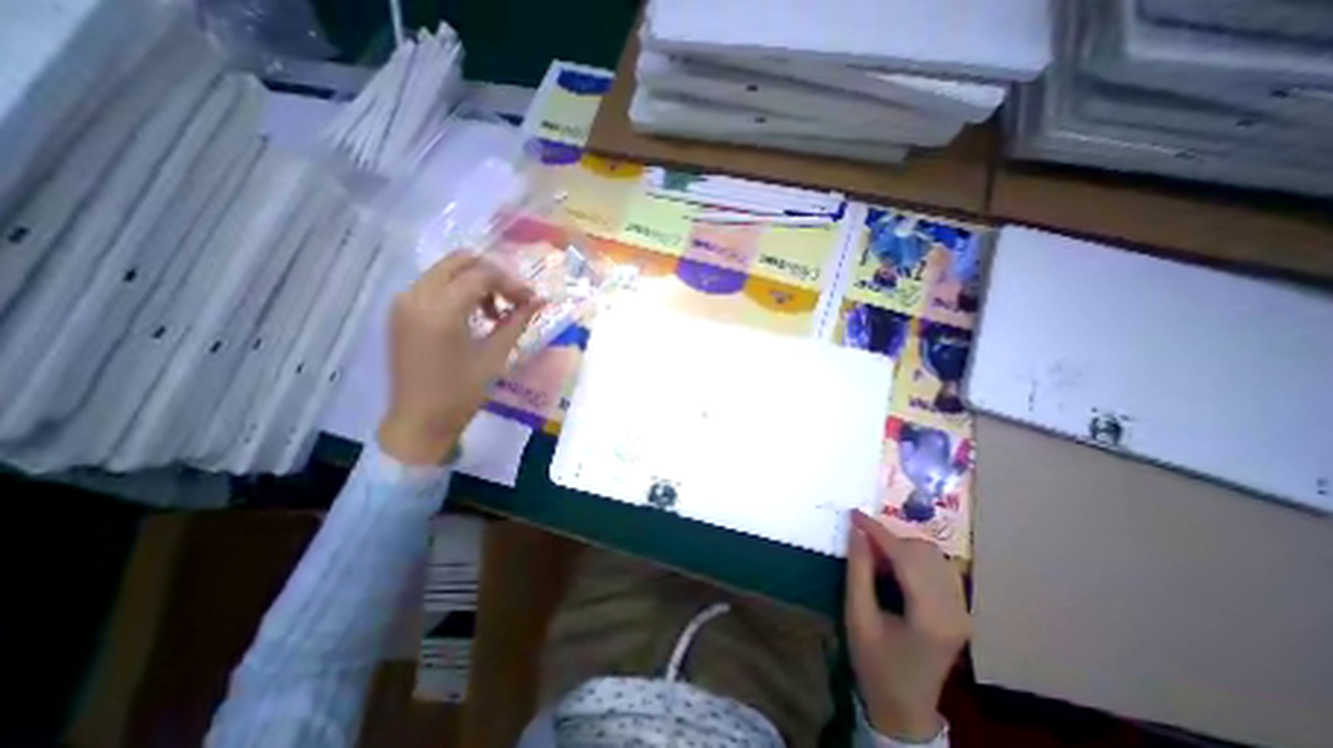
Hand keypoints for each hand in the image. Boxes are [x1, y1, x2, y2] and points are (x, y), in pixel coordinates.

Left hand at [375, 254, 540, 465]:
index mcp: (441, 309)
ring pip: (446, 270)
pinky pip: (434, 285)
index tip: (531, 300)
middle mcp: (417, 296)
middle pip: (461, 261)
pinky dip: (458, 290)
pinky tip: (473, 316)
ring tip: (495, 312)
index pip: (482, 274)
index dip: (512, 283)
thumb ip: (517, 321)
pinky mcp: (400, 311)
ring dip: (475, 281)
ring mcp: (404, 302)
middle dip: (493, 275)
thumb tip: (541, 300)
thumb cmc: (462, 392)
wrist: (419, 420)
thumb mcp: (495, 355)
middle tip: (513, 299)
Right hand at [853, 508, 969, 740]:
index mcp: (930, 617)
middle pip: (924, 552)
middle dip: (890, 539)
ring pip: (933, 555)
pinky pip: (938, 567)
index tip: (854, 513)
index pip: (905, 558)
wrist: (904, 707)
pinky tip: (895, 569)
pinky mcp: (960, 610)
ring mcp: (963, 610)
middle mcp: (955, 610)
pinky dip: (913, 558)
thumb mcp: (857, 616)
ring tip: (877, 558)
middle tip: (862, 543)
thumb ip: (858, 570)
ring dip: (902, 547)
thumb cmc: (874, 663)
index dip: (877, 531)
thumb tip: (856, 531)